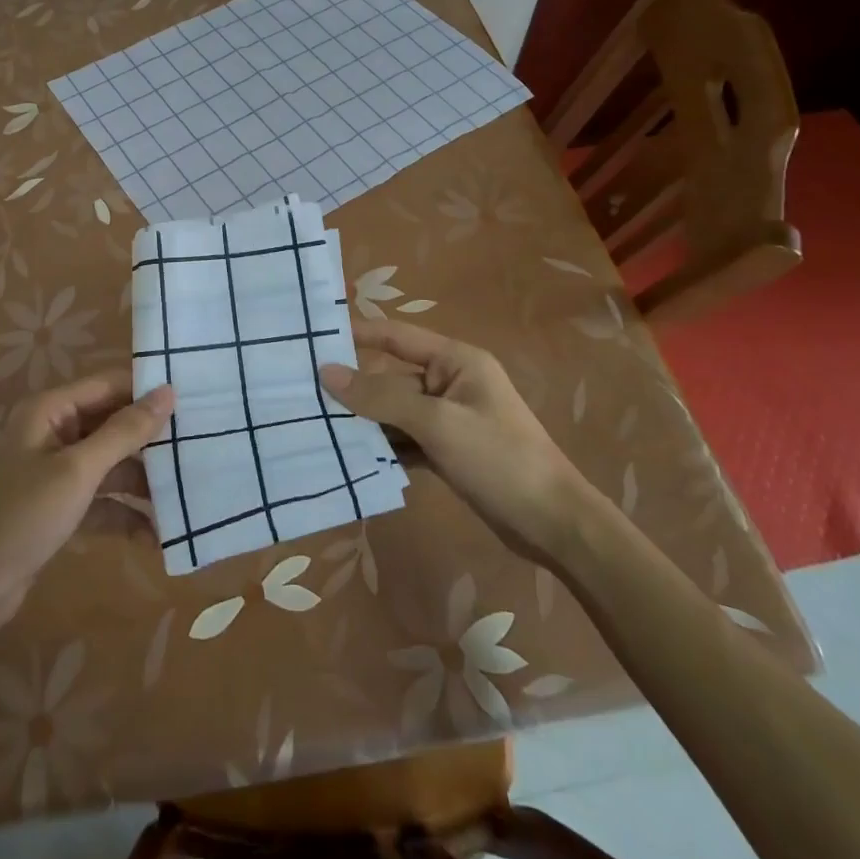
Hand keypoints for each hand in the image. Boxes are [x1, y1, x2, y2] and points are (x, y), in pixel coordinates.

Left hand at [0, 373, 175, 635]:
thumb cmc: (22, 516)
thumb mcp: (78, 471)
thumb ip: (124, 432)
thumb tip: (168, 392)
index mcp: (52, 410)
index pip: (110, 385)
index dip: (148, 391)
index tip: (196, 399)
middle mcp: (55, 432)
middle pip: (114, 425)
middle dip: (152, 440)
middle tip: (201, 448)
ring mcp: (58, 472)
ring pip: (112, 465)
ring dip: (144, 482)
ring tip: (188, 496)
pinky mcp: (60, 508)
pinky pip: (103, 500)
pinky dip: (126, 514)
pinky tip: (158, 536)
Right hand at [321, 320, 589, 560]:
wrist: (554, 524)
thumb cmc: (499, 458)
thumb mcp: (437, 424)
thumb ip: (381, 398)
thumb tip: (327, 373)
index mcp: (455, 360)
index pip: (396, 336)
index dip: (357, 333)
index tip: (314, 337)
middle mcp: (450, 382)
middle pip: (391, 378)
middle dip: (355, 389)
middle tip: (304, 395)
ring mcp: (449, 418)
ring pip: (395, 412)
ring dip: (365, 422)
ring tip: (318, 427)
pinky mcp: (448, 450)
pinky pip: (406, 439)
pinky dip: (384, 447)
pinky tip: (352, 458)